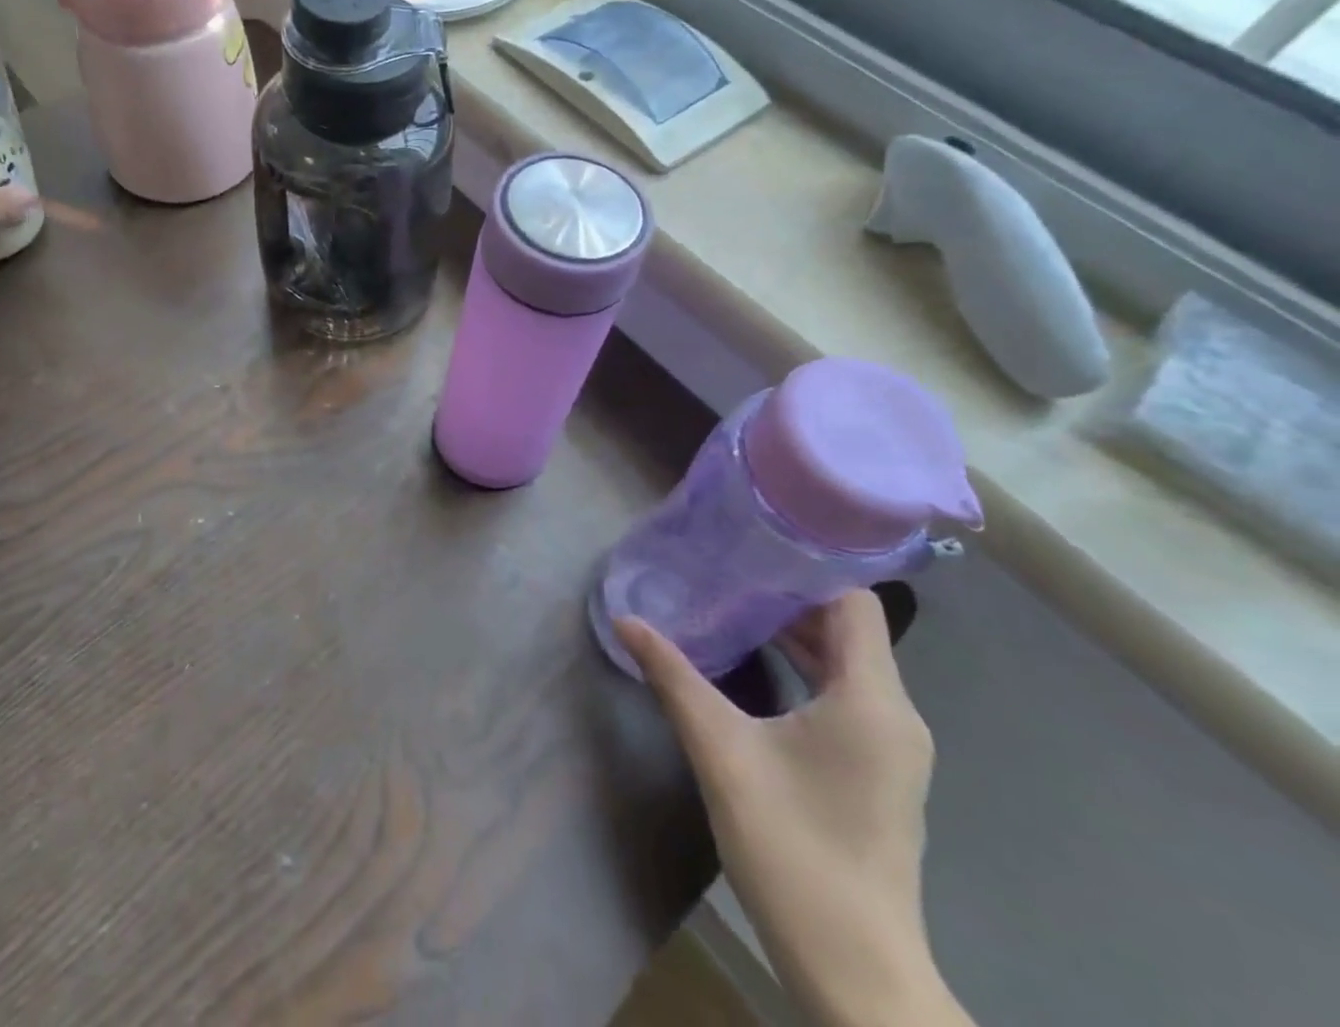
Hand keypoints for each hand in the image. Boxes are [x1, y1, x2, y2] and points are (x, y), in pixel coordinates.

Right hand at [619, 593, 967, 1026]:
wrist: (854, 971)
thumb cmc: (792, 850)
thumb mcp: (722, 753)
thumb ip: (674, 678)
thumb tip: (625, 620)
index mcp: (873, 699)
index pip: (853, 601)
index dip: (806, 569)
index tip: (749, 548)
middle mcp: (895, 714)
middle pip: (849, 628)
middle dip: (788, 596)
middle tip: (725, 571)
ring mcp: (892, 746)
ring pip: (848, 662)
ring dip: (795, 633)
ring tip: (731, 607)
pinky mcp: (879, 770)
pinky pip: (847, 693)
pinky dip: (806, 668)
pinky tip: (756, 664)